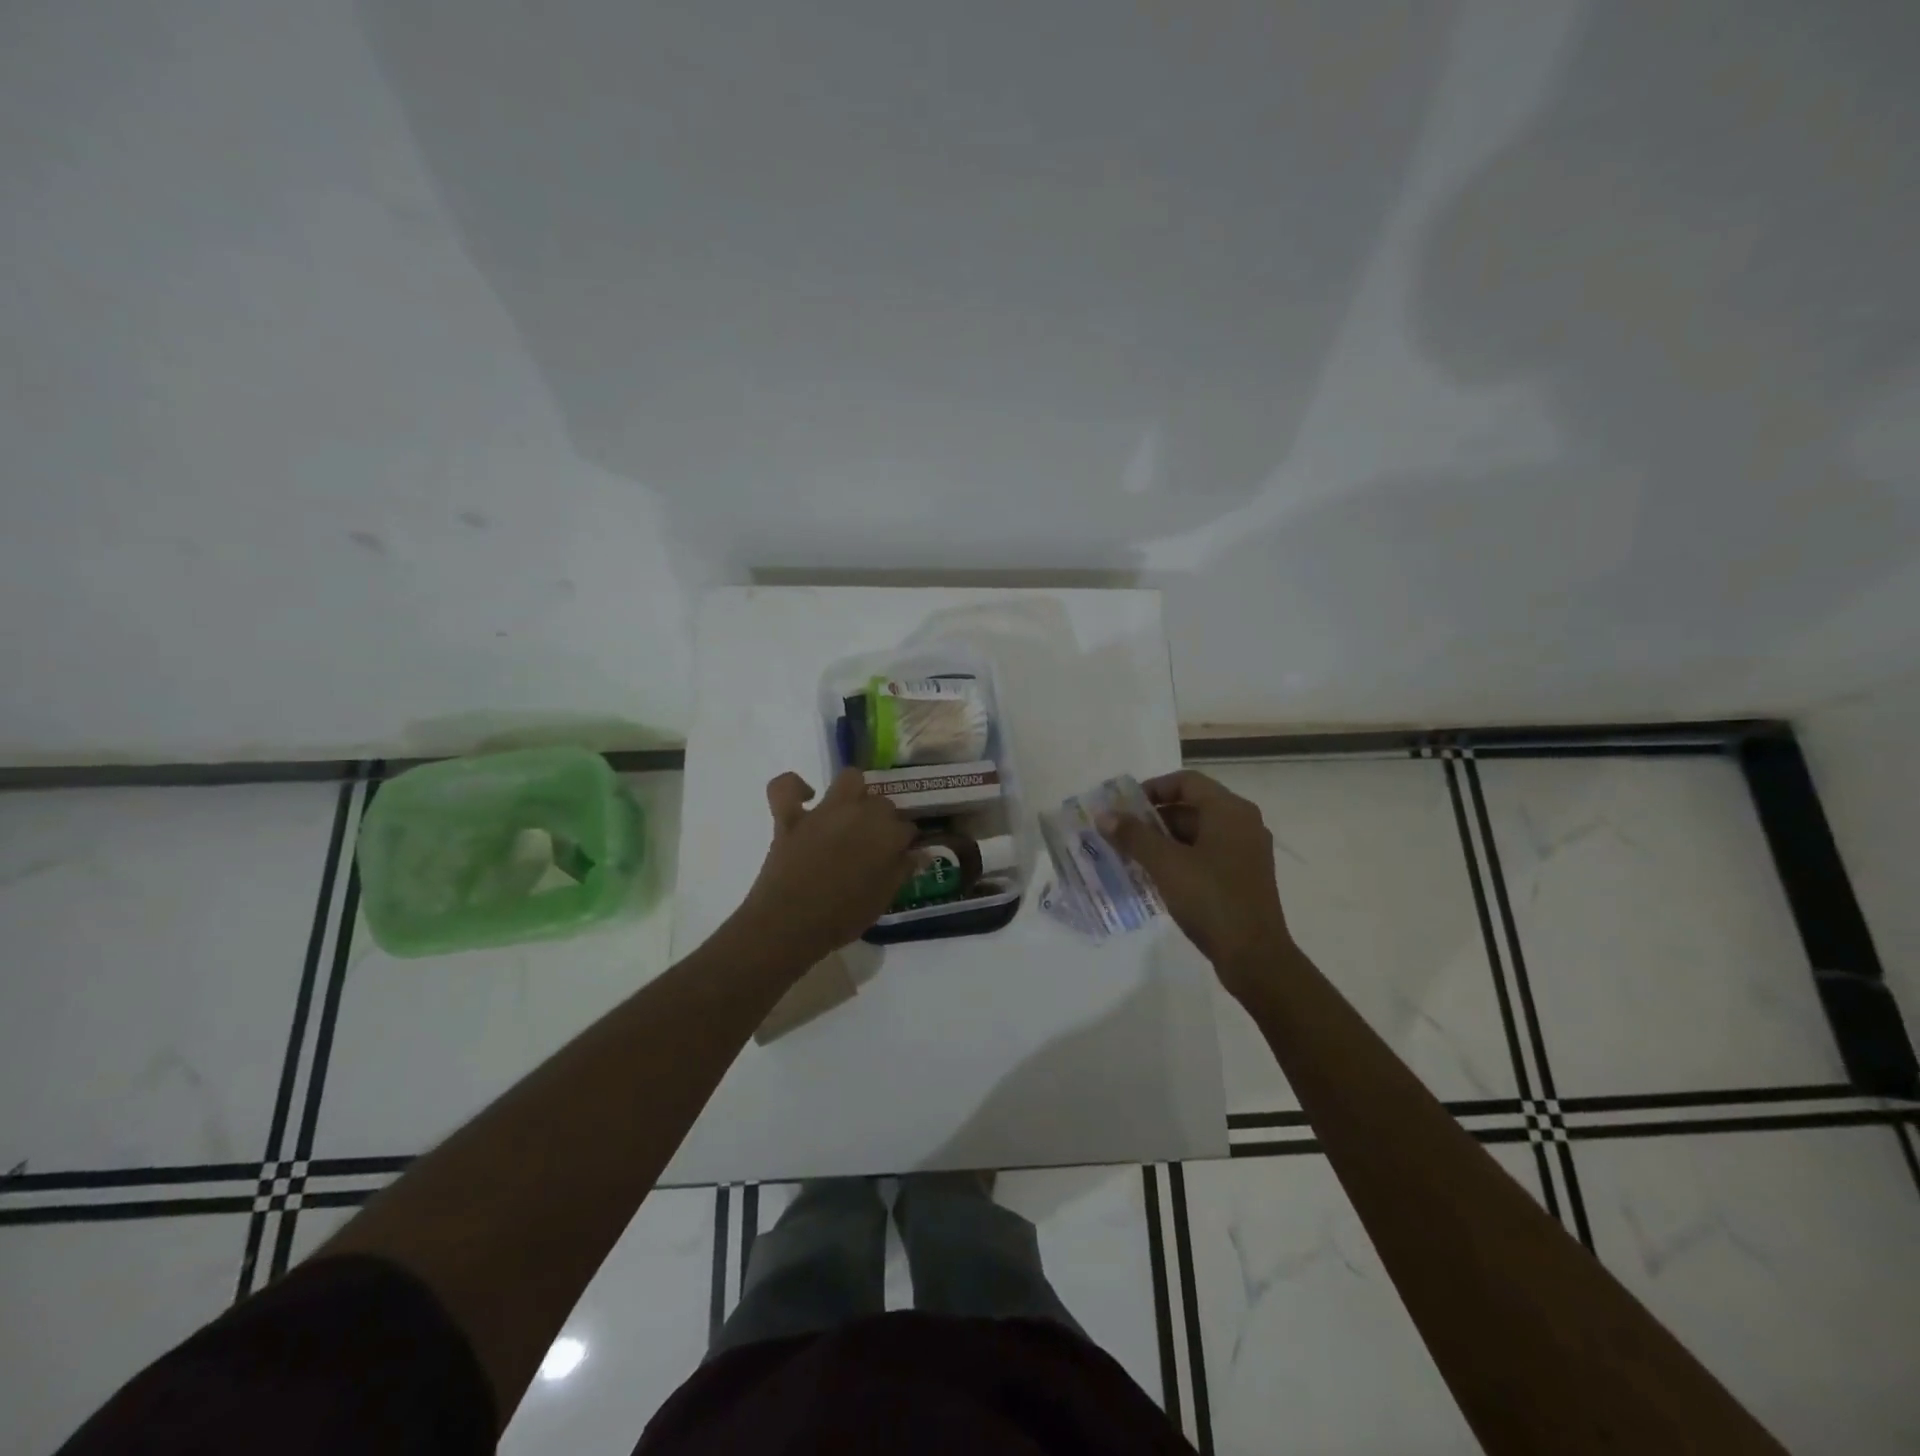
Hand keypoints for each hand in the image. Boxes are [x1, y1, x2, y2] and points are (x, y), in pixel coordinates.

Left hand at [734, 768, 916, 966]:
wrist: (790, 924)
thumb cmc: (842, 918)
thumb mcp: (882, 899)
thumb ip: (902, 871)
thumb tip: (920, 853)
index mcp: (887, 835)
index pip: (907, 828)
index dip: (904, 842)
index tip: (900, 856)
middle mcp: (860, 813)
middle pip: (882, 802)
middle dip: (883, 819)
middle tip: (875, 842)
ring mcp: (823, 812)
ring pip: (849, 779)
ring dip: (855, 791)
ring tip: (851, 811)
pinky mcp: (790, 817)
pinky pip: (786, 786)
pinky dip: (794, 786)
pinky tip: (804, 797)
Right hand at [1103, 770, 1292, 997]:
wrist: (1254, 956)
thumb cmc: (1211, 899)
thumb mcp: (1165, 864)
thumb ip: (1133, 836)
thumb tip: (1104, 815)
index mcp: (1230, 811)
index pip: (1185, 782)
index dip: (1152, 789)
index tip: (1124, 807)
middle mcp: (1243, 824)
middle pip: (1191, 806)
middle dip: (1153, 818)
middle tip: (1121, 833)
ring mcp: (1246, 852)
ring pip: (1197, 833)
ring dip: (1164, 841)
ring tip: (1131, 856)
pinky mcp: (1243, 877)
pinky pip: (1206, 855)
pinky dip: (1180, 858)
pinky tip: (1155, 876)